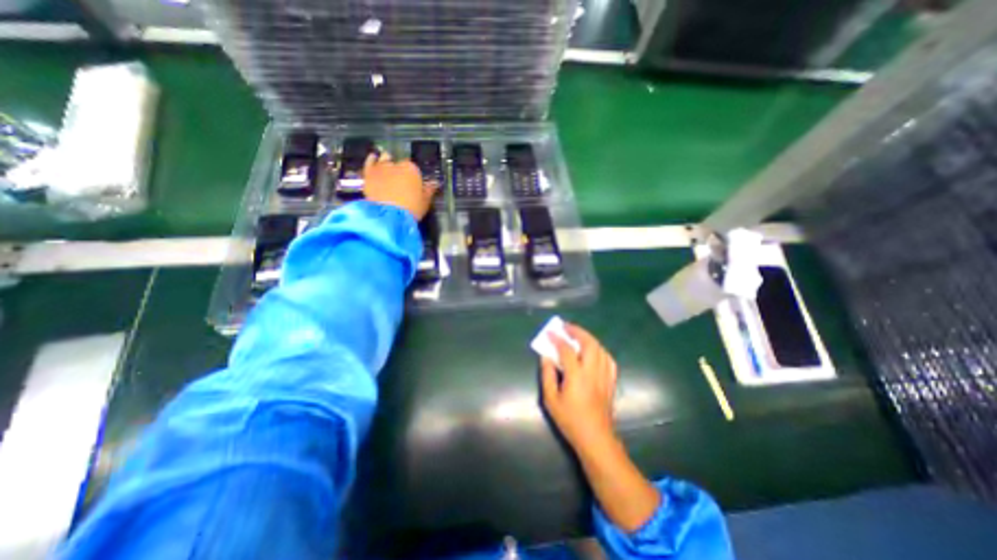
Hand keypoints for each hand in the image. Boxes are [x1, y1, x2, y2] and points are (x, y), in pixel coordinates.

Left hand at [360, 156, 434, 221]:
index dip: (413, 176)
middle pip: (398, 164)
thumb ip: (429, 190)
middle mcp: (396, 164)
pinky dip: (372, 160)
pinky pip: (369, 163)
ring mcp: (381, 168)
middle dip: (399, 170)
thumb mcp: (425, 202)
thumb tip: (434, 183)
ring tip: (388, 168)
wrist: (389, 216)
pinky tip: (373, 159)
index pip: (414, 168)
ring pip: (384, 160)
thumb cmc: (411, 209)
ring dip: (386, 162)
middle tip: (400, 180)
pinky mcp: (368, 174)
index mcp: (412, 170)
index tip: (413, 183)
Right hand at [543, 324, 619, 454]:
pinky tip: (594, 350)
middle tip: (566, 327)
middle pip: (589, 343)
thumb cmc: (570, 420)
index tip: (550, 332)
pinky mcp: (611, 381)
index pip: (567, 350)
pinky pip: (608, 359)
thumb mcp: (551, 400)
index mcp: (577, 376)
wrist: (595, 438)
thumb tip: (546, 356)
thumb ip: (547, 375)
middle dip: (577, 331)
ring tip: (578, 335)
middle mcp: (593, 372)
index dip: (558, 339)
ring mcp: (604, 376)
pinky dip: (600, 350)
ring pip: (600, 349)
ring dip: (588, 338)